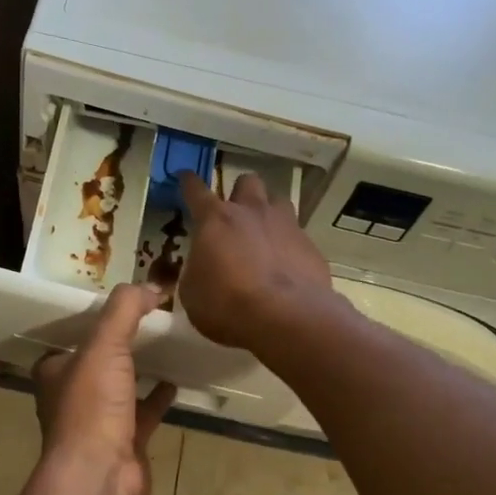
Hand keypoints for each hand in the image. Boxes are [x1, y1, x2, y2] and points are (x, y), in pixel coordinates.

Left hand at [31, 283, 176, 494]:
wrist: (99, 478)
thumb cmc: (91, 407)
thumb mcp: (104, 345)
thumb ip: (125, 309)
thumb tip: (153, 284)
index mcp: (55, 371)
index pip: (70, 336)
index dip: (92, 319)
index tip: (120, 302)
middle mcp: (72, 395)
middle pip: (98, 361)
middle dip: (119, 343)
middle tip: (150, 318)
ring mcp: (98, 421)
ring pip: (121, 386)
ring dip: (139, 368)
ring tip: (166, 344)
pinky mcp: (125, 442)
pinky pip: (145, 412)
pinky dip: (158, 396)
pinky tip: (177, 381)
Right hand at [176, 170, 333, 350]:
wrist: (286, 318)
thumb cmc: (227, 304)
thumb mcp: (192, 292)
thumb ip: (196, 270)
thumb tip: (201, 267)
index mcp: (215, 219)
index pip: (196, 190)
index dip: (188, 182)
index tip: (185, 177)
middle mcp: (251, 212)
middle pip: (247, 182)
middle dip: (240, 192)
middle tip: (235, 212)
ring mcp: (285, 225)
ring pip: (278, 201)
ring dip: (269, 212)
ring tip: (265, 233)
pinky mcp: (310, 246)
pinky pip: (298, 235)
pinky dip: (289, 245)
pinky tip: (286, 266)